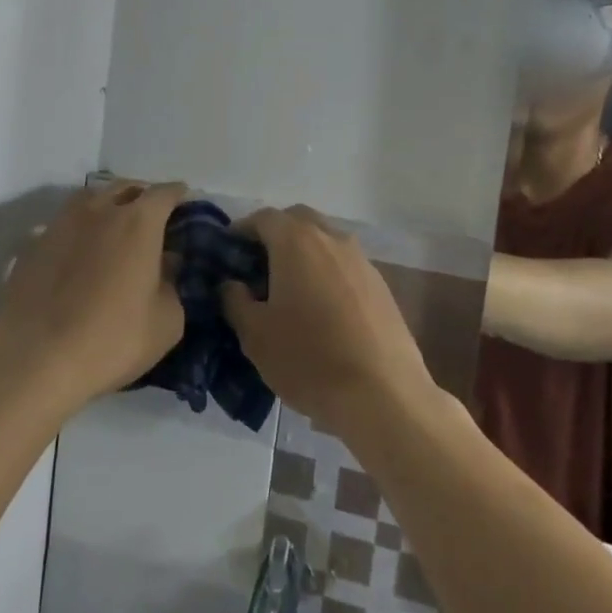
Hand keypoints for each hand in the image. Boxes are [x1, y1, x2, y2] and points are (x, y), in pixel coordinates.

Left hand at [0, 180, 187, 412]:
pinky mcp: (33, 244)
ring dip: (107, 204)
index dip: (177, 195)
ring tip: (113, 224)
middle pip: (125, 187)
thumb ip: (172, 285)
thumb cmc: (112, 340)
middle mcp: (100, 210)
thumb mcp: (166, 322)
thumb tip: (166, 265)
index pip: (164, 193)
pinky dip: (78, 228)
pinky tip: (79, 251)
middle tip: (151, 214)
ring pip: (90, 198)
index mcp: (138, 222)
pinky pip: (63, 223)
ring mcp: (61, 223)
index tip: (184, 202)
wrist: (35, 359)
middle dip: (142, 195)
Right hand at [223, 206, 435, 440]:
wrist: (383, 395)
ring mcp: (361, 260)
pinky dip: (327, 273)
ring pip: (325, 241)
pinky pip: (345, 265)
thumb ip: (235, 300)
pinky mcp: (381, 285)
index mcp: (296, 241)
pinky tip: (322, 310)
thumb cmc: (308, 359)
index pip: (263, 218)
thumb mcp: (255, 334)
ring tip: (289, 291)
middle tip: (257, 269)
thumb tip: (232, 284)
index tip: (228, 256)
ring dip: (304, 254)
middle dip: (275, 236)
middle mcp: (331, 238)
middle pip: (297, 221)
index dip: (241, 231)